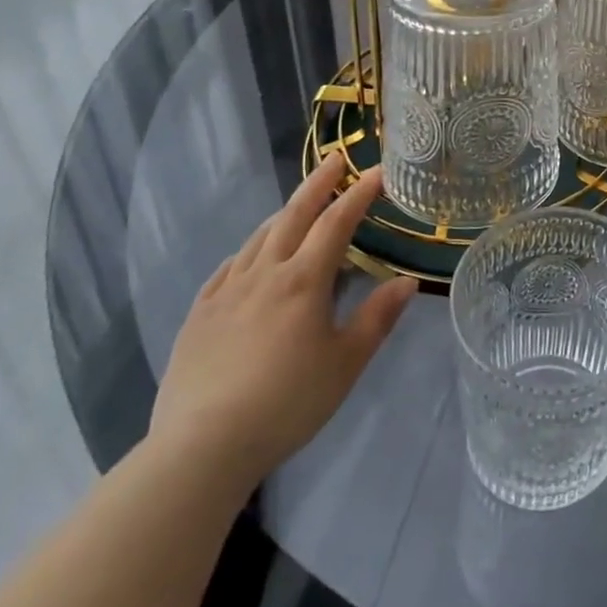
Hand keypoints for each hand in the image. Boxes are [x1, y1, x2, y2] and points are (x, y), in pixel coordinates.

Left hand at [150, 161, 416, 486]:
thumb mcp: (346, 363)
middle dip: (317, 184)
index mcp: (304, 280)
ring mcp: (226, 292)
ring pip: (259, 238)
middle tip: (334, 159)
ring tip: (299, 204)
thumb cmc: (287, 402)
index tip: (377, 173)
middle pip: (293, 216)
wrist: (202, 446)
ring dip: (284, 213)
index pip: (336, 223)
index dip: (358, 194)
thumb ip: (377, 318)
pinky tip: (251, 257)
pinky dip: (248, 250)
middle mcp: (265, 273)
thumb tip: (407, 281)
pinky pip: (228, 267)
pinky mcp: (199, 314)